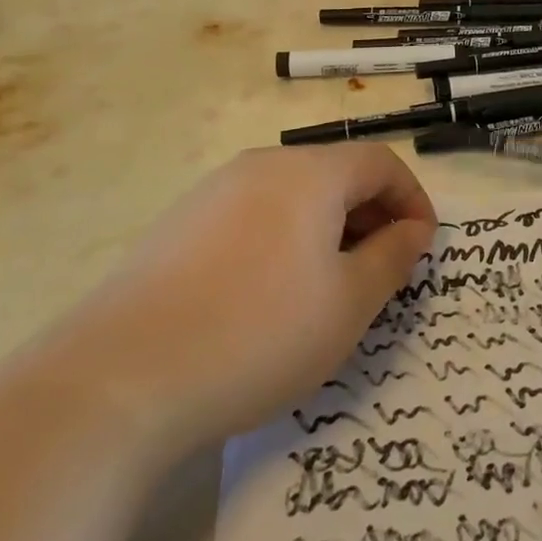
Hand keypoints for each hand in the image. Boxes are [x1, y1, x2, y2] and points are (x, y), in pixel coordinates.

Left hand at [54, 145, 435, 451]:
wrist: (120, 378)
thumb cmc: (258, 333)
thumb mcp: (348, 303)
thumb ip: (392, 257)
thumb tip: (413, 230)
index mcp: (309, 173)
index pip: (380, 162)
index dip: (413, 200)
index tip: (422, 249)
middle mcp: (262, 166)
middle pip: (336, 174)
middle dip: (372, 215)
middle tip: (383, 272)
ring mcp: (214, 192)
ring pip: (294, 196)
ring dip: (328, 229)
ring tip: (330, 287)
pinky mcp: (180, 225)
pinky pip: (253, 216)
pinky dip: (284, 240)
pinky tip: (269, 295)